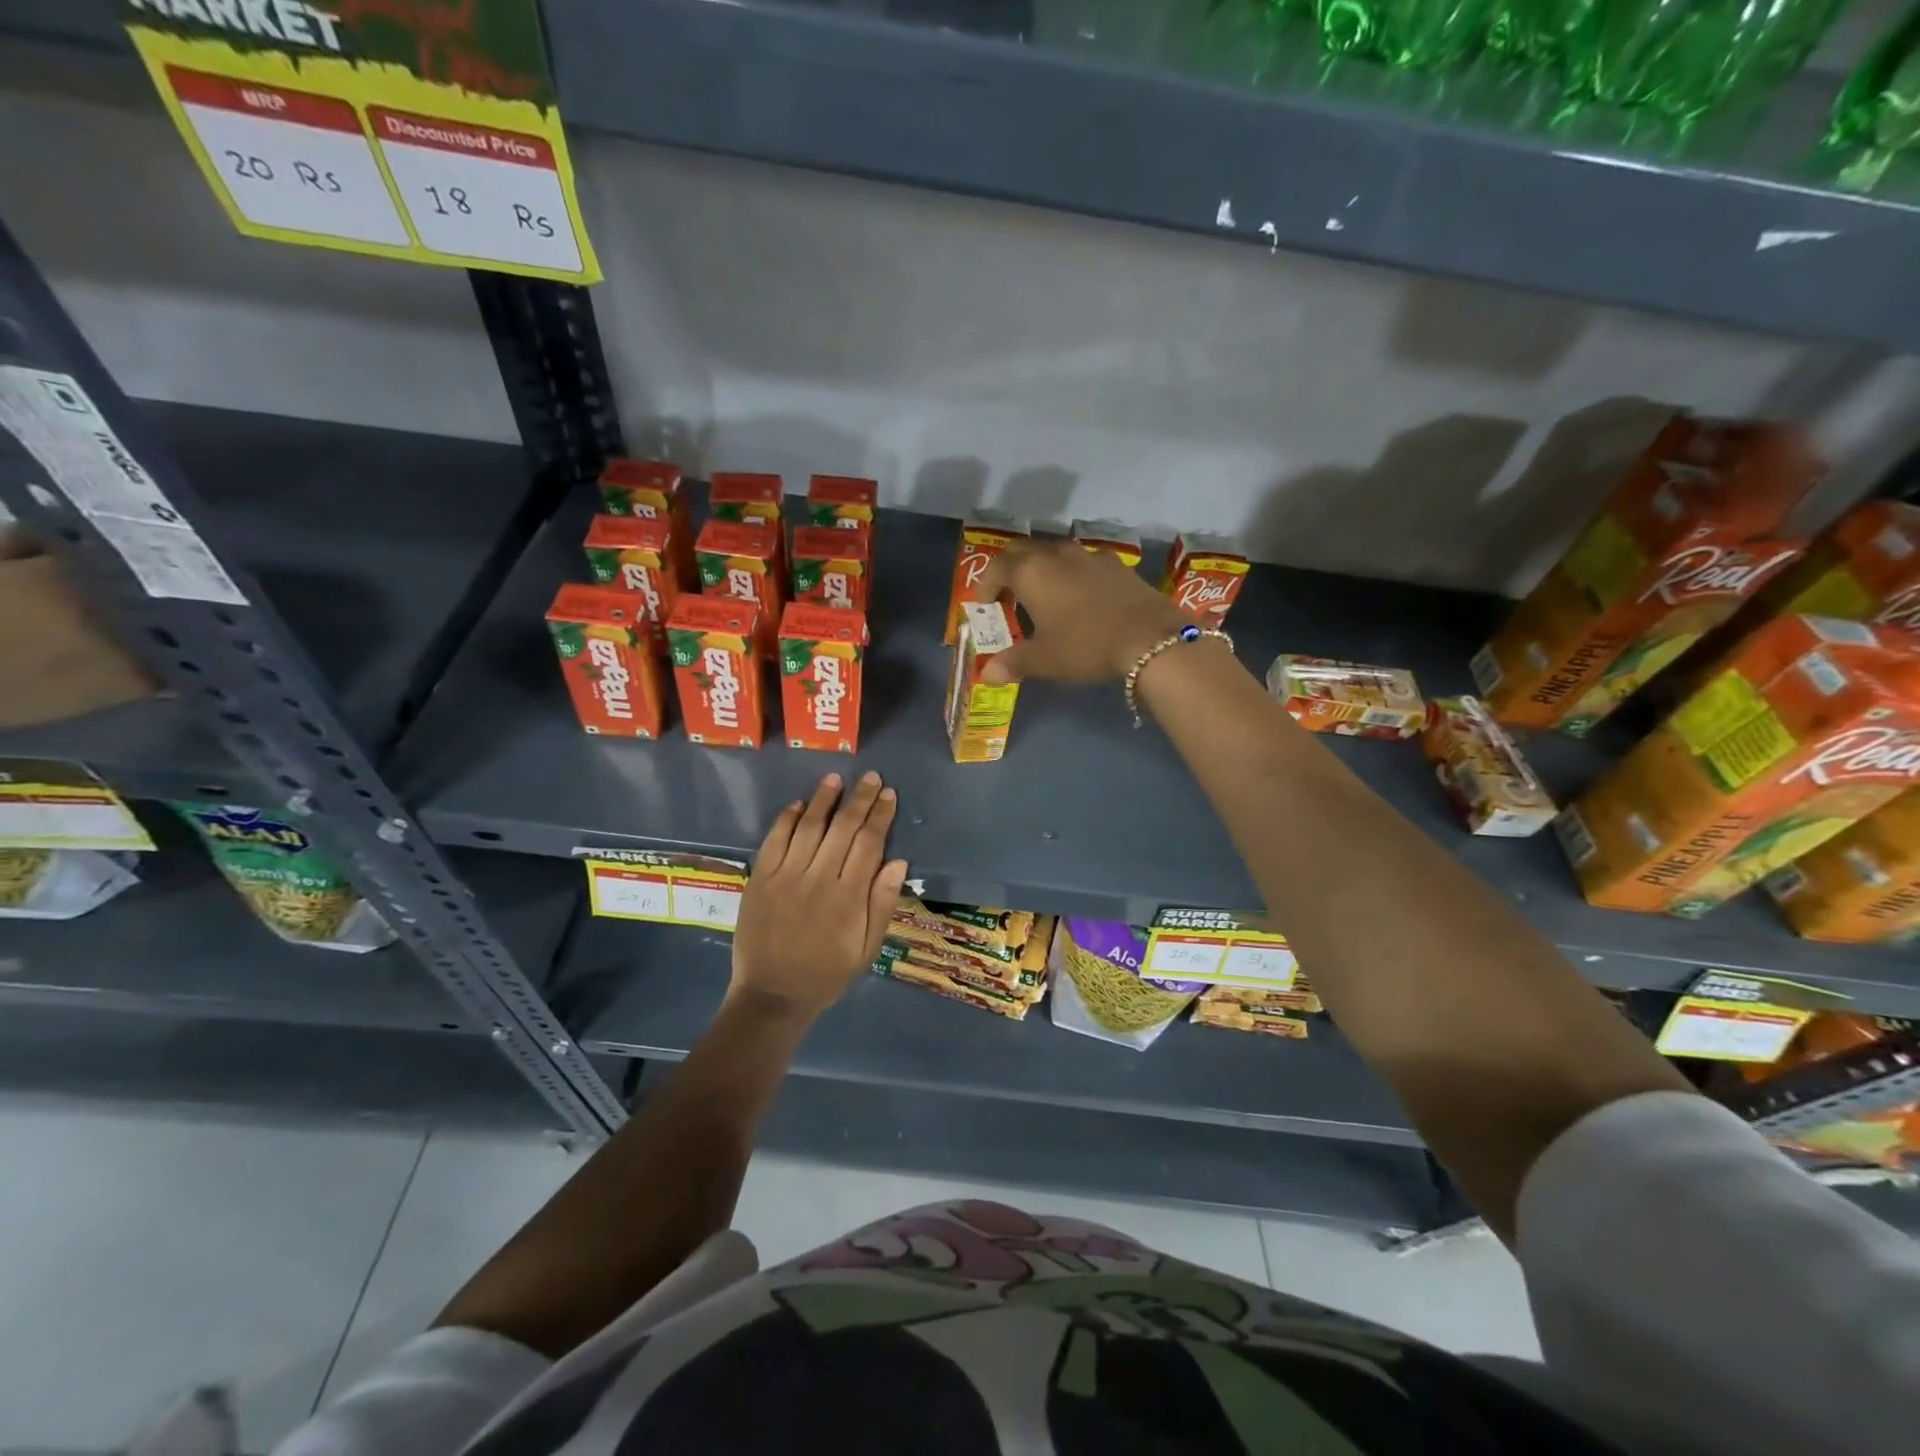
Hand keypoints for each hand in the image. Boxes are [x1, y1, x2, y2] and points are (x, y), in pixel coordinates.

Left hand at [730, 771, 907, 1021]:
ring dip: (824, 799)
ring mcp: (785, 877)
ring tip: (836, 778)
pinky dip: (787, 819)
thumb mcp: (867, 949)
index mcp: (848, 897)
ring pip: (808, 827)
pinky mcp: (760, 879)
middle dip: (859, 799)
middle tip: (871, 777)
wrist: (772, 995)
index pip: (869, 844)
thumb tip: (898, 862)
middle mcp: (818, 879)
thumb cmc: (827, 974)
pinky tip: (799, 804)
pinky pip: (775, 840)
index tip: (889, 794)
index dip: (880, 816)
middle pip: (842, 828)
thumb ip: (882, 904)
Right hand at [977, 539, 1188, 683]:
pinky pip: (1082, 562)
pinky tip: (1080, 599)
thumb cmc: (1086, 645)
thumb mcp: (1045, 659)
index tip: (984, 606)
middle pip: (1023, 551)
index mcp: (1031, 572)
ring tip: (1044, 598)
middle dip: (1010, 571)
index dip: (985, 585)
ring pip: (1054, 553)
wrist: (1150, 638)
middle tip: (1009, 598)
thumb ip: (1014, 662)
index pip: (996, 567)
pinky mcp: (1116, 564)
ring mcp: (1089, 555)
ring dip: (1042, 570)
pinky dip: (1071, 575)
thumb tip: (988, 674)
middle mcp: (1057, 554)